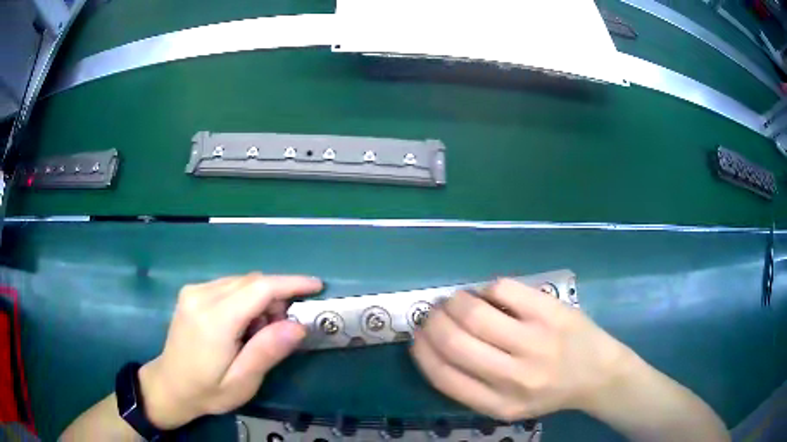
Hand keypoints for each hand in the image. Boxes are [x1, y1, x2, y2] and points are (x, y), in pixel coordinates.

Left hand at [138, 273, 321, 428]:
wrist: (170, 385)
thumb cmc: (208, 390)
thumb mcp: (242, 382)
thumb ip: (267, 352)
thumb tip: (298, 326)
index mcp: (214, 320)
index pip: (259, 288)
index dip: (291, 283)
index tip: (316, 286)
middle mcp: (201, 295)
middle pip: (251, 281)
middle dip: (276, 297)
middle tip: (285, 327)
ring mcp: (194, 291)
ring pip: (241, 281)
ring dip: (260, 299)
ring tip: (262, 331)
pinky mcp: (192, 292)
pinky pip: (228, 285)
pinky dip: (245, 298)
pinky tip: (243, 323)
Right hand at [411, 278, 631, 420]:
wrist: (598, 374)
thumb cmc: (549, 392)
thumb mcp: (507, 406)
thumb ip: (471, 387)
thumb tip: (435, 344)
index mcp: (499, 404)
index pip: (443, 376)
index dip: (422, 351)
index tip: (417, 336)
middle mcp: (515, 377)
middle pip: (455, 341)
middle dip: (433, 321)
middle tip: (434, 313)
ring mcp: (535, 341)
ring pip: (475, 312)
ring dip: (455, 302)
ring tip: (456, 301)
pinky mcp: (551, 311)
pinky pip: (503, 288)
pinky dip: (486, 289)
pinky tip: (491, 295)